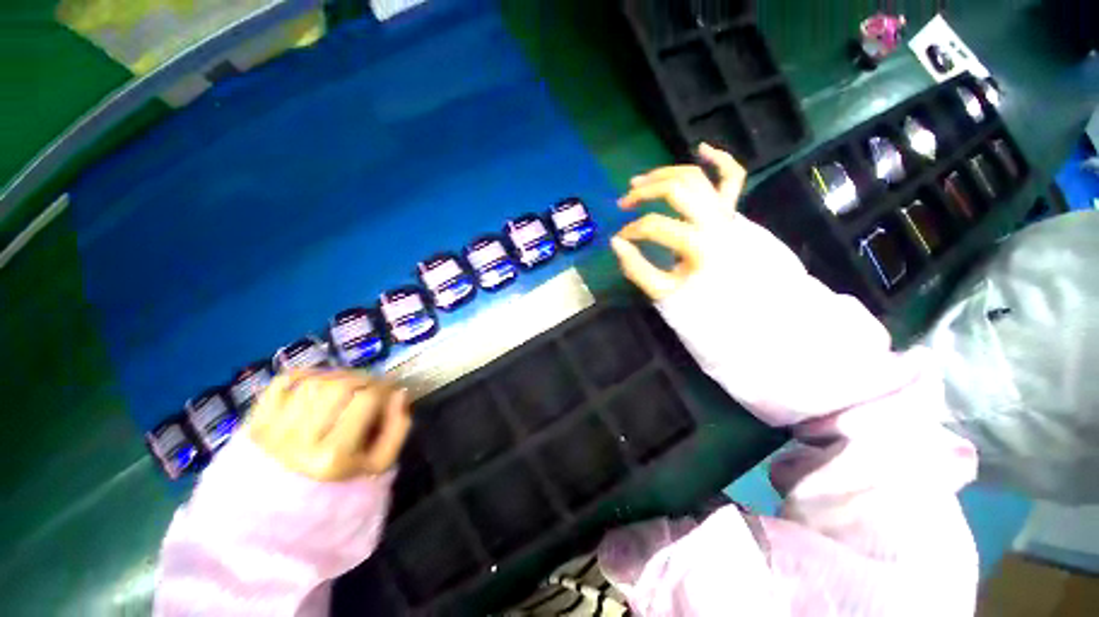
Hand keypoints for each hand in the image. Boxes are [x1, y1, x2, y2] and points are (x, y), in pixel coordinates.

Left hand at [247, 370, 410, 480]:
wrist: (280, 508)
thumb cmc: (339, 484)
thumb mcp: (379, 464)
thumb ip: (397, 427)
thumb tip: (400, 392)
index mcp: (333, 456)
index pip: (368, 398)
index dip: (385, 387)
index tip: (391, 389)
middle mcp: (299, 441)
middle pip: (341, 385)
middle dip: (363, 379)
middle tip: (371, 386)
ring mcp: (272, 430)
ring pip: (315, 381)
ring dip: (338, 377)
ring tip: (346, 388)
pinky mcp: (255, 421)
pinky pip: (284, 382)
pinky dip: (306, 376)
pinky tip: (318, 385)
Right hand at [611, 143, 746, 300]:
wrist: (737, 304)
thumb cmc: (699, 301)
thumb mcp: (662, 292)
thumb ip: (636, 268)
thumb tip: (616, 242)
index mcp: (698, 245)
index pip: (654, 225)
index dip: (631, 230)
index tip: (619, 240)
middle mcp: (714, 221)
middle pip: (676, 188)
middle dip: (644, 191)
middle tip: (623, 201)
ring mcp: (725, 212)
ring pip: (695, 176)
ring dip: (665, 173)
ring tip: (640, 181)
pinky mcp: (731, 211)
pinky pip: (733, 178)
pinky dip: (720, 160)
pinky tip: (702, 148)